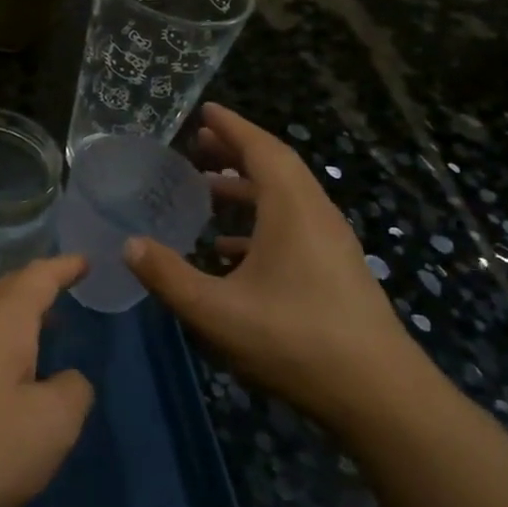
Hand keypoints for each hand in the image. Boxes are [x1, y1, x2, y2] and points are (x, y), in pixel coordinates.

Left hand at [0, 257, 93, 506]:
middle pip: (5, 292)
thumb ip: (73, 393)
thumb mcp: (49, 427)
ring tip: (39, 334)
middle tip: (64, 292)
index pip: (38, 277)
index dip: (64, 267)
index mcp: (1, 321)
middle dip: (36, 289)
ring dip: (13, 320)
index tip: (84, 261)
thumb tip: (68, 379)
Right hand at [125, 104, 428, 430]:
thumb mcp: (216, 311)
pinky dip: (258, 223)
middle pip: (275, 168)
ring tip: (206, 190)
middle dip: (235, 153)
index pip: (262, 150)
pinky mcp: (334, 271)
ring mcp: (330, 245)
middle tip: (195, 148)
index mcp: (293, 211)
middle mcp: (316, 217)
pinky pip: (292, 228)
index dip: (231, 127)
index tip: (204, 111)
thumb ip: (168, 276)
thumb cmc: (294, 341)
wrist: (378, 395)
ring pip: (285, 200)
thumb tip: (129, 245)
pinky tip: (229, 250)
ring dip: (246, 189)